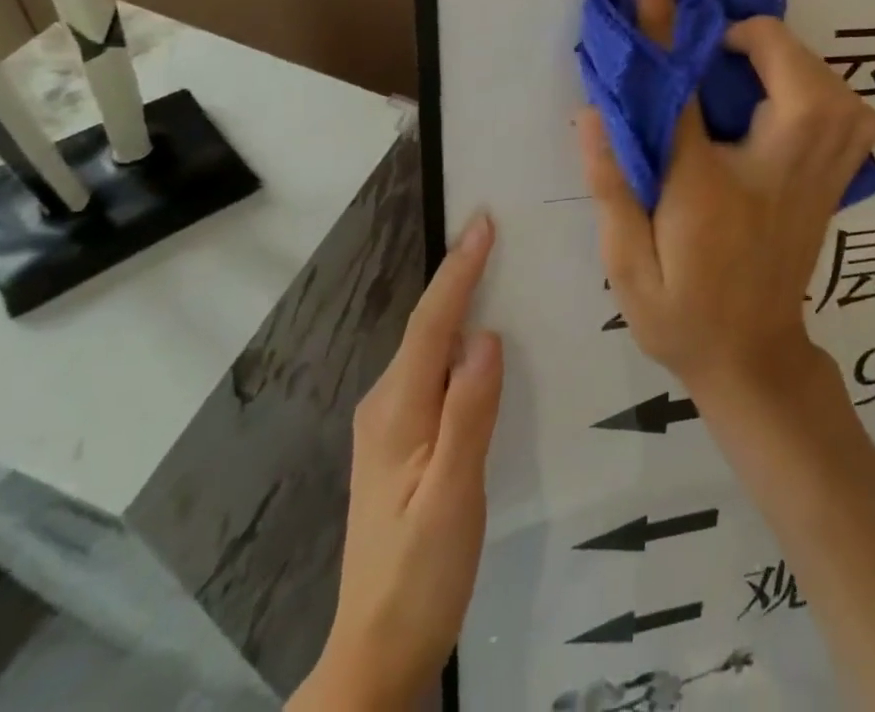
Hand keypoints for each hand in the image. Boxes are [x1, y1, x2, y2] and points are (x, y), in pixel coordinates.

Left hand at [293, 213, 501, 711]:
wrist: (377, 653)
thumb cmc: (420, 576)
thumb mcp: (453, 499)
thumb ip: (469, 415)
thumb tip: (486, 336)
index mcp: (397, 412)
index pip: (431, 324)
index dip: (459, 270)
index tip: (483, 222)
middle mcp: (385, 405)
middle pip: (427, 326)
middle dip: (460, 274)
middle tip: (497, 231)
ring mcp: (389, 424)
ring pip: (429, 347)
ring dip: (458, 303)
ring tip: (496, 268)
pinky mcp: (401, 440)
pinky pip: (432, 371)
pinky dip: (456, 339)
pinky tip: (481, 339)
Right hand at [577, 0, 874, 403]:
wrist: (752, 358)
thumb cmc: (681, 312)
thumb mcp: (625, 261)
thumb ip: (609, 183)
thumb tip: (594, 108)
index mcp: (709, 189)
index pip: (686, 88)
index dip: (666, 21)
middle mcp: (778, 174)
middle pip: (796, 76)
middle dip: (757, 41)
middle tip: (715, 54)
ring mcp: (820, 179)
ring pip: (836, 89)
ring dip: (791, 62)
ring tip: (749, 71)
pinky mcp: (837, 182)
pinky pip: (854, 114)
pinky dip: (826, 89)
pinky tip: (790, 100)